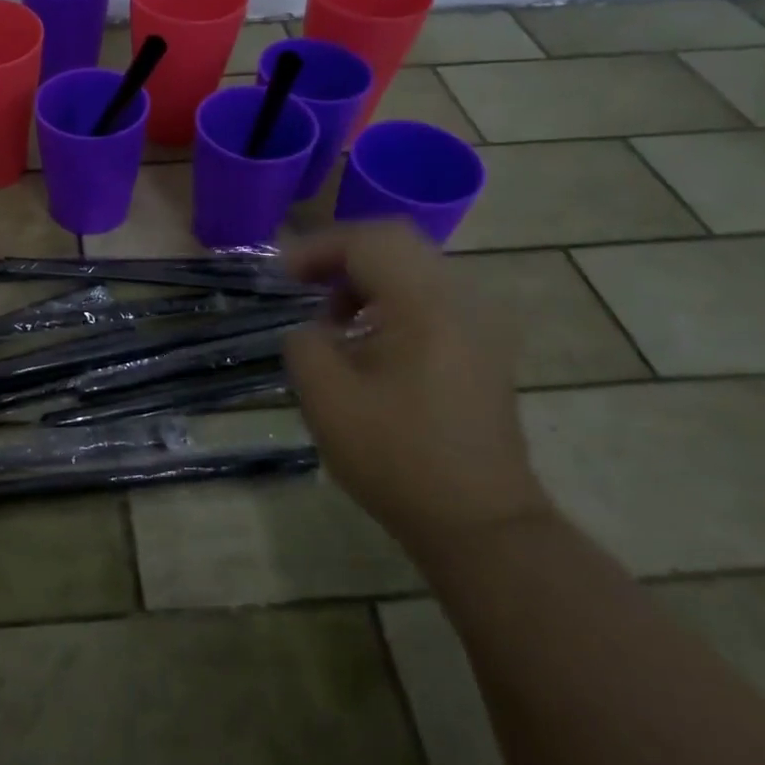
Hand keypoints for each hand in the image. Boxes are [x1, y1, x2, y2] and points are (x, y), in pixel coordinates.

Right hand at [279, 219, 552, 558]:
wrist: (479, 523)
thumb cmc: (397, 459)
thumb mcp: (326, 399)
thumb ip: (305, 343)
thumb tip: (312, 329)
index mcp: (427, 306)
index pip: (370, 241)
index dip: (317, 248)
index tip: (281, 277)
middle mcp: (463, 301)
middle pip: (396, 245)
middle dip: (340, 257)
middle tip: (300, 284)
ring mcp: (480, 325)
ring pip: (414, 269)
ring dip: (365, 279)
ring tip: (330, 318)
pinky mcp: (482, 348)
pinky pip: (430, 298)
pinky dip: (390, 301)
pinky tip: (366, 340)